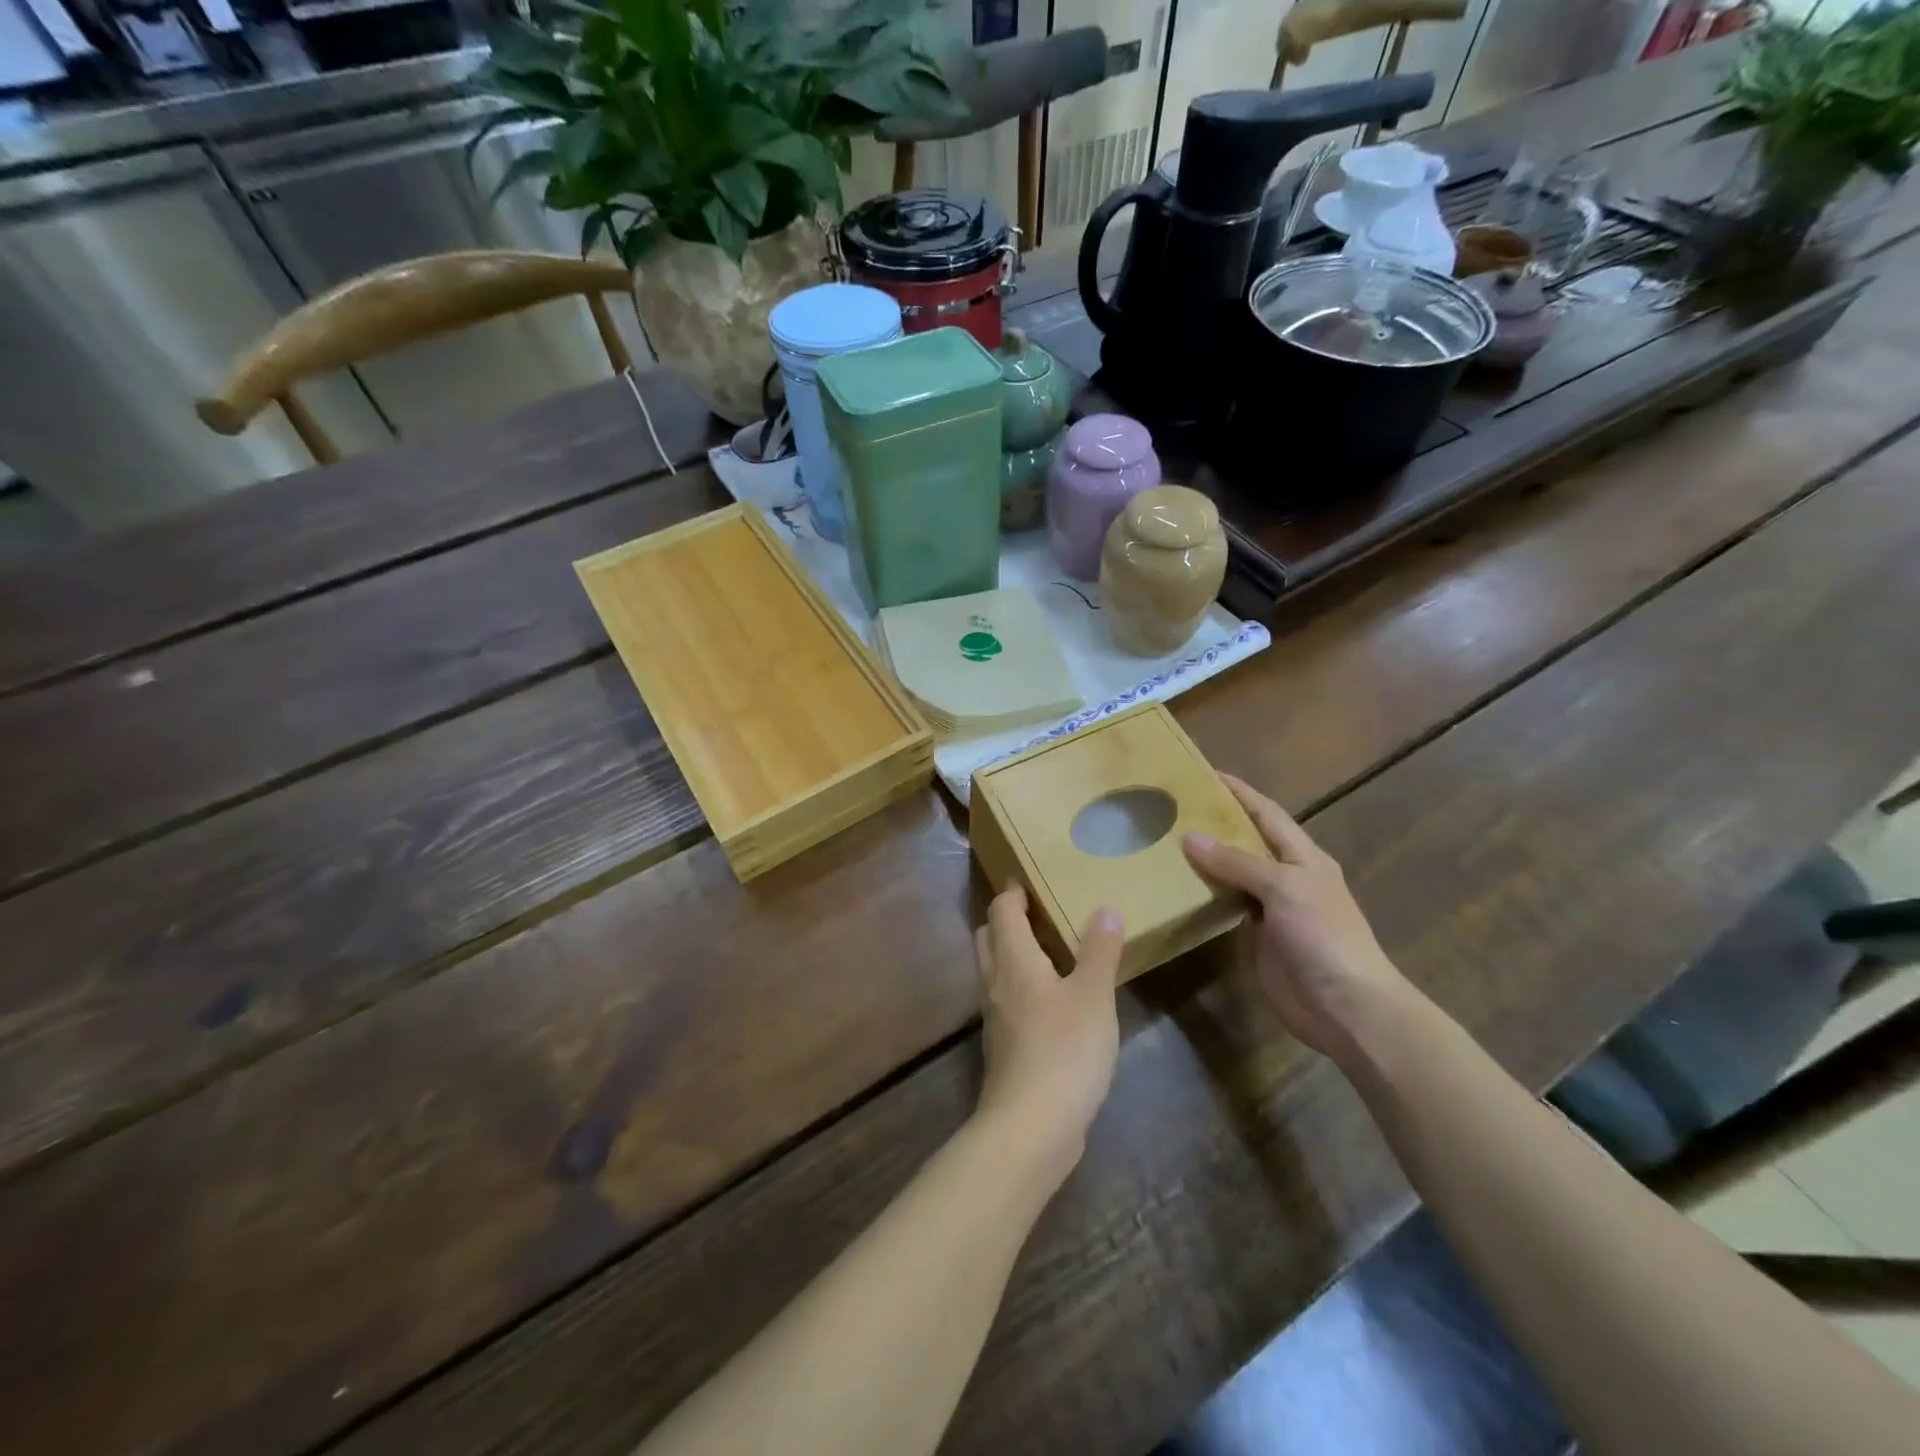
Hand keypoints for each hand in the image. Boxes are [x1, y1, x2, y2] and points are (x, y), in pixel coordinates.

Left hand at [973, 888, 1122, 1166]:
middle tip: (1040, 913)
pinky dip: (1019, 985)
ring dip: (1012, 952)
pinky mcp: (1002, 1046)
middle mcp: (995, 982)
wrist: (1031, 1126)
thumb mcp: (1093, 996)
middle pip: (988, 936)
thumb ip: (1099, 952)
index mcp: (1013, 960)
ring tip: (1050, 952)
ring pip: (994, 969)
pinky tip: (1051, 1001)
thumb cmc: (1064, 1050)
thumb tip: (1105, 910)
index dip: (1013, 892)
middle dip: (1007, 919)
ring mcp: (994, 1017)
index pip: (1001, 911)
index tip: (1030, 880)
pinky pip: (1004, 999)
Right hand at [1183, 774, 1413, 1062]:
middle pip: (1247, 840)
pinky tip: (1178, 887)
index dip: (1238, 792)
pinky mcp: (1257, 936)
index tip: (1203, 773)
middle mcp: (1288, 876)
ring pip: (1234, 874)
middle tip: (1173, 808)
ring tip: (1165, 842)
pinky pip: (1227, 905)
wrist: (1346, 1006)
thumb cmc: (1323, 936)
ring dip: (1206, 859)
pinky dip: (1205, 894)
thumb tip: (1190, 837)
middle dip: (1216, 823)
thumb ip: (1237, 862)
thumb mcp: (1284, 888)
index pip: (1266, 812)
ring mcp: (1273, 908)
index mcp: (1303, 856)